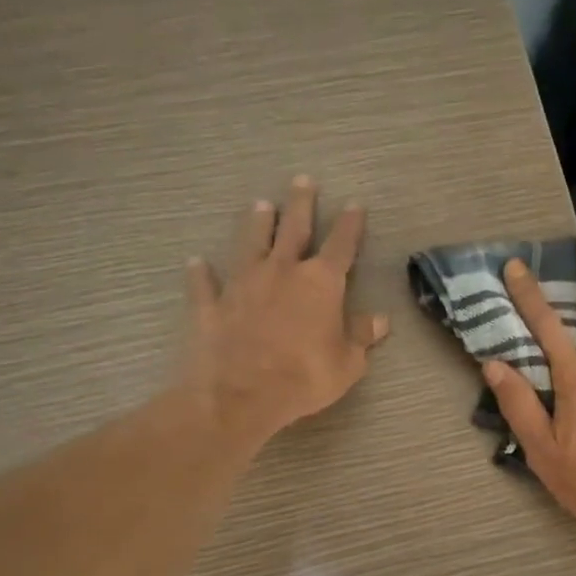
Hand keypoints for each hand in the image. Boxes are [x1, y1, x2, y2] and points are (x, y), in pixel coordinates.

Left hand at [182, 175, 389, 451]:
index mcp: (320, 283)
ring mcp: (242, 284)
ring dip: (256, 224)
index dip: (350, 225)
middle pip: (293, 229)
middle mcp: (281, 272)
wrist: (240, 395)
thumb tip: (379, 320)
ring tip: (260, 204)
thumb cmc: (304, 378)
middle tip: (302, 180)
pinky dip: (200, 272)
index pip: (341, 246)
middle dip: (300, 204)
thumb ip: (360, 337)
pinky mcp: (211, 305)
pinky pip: (205, 284)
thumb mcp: (347, 364)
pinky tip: (195, 262)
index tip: (354, 205)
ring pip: (250, 243)